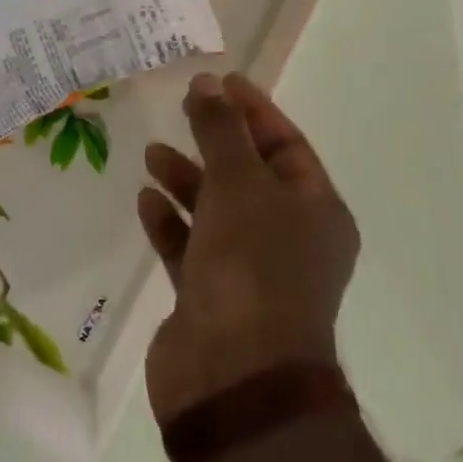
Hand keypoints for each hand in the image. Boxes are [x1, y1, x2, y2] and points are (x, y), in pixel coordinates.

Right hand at [138, 71, 360, 425]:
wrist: (234, 380)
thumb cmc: (252, 266)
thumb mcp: (240, 184)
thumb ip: (221, 131)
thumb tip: (208, 82)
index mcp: (316, 211)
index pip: (287, 145)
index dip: (254, 110)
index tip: (220, 81)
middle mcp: (289, 239)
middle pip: (250, 175)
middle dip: (216, 141)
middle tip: (183, 108)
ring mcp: (250, 272)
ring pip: (217, 210)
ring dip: (188, 180)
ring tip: (153, 153)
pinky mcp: (211, 299)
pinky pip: (191, 247)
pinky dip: (171, 223)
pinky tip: (146, 201)